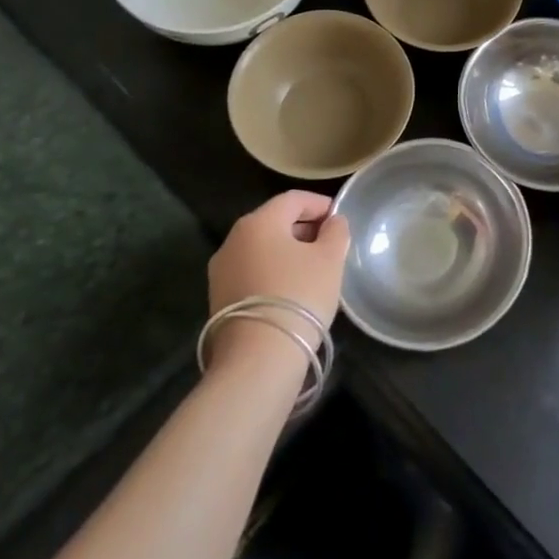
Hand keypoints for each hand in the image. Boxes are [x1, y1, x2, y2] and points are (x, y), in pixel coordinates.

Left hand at [207, 190, 350, 335]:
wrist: (257, 358)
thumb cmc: (299, 295)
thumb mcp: (330, 259)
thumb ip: (336, 232)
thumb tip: (333, 222)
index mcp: (259, 222)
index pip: (293, 199)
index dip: (320, 204)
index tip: (340, 218)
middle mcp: (233, 240)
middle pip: (274, 222)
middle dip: (304, 227)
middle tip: (330, 243)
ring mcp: (221, 271)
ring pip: (262, 248)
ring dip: (288, 251)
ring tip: (314, 268)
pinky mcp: (218, 298)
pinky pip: (252, 271)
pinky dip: (273, 271)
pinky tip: (293, 290)